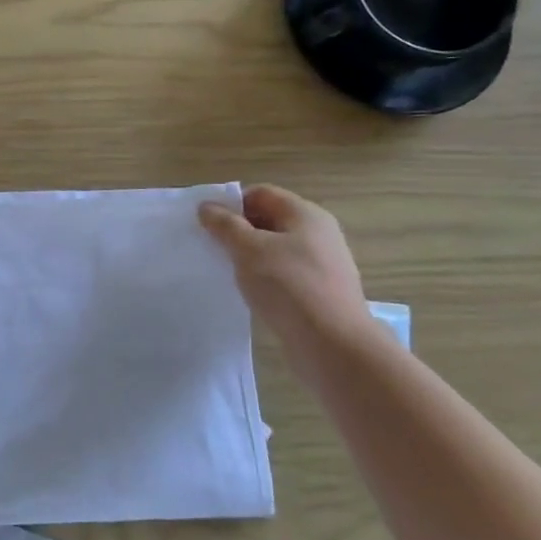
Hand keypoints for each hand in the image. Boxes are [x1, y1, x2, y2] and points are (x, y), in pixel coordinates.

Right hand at [198, 185, 373, 358]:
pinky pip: (284, 274)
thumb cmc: (289, 287)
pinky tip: (250, 293)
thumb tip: (207, 207)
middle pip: (269, 220)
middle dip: (238, 230)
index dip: (232, 204)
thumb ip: (224, 225)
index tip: (207, 224)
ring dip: (249, 257)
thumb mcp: (248, 249)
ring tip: (227, 272)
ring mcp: (322, 264)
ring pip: (275, 249)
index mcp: (305, 214)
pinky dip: (264, 278)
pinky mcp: (320, 292)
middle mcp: (319, 233)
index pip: (261, 194)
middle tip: (212, 247)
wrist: (333, 345)